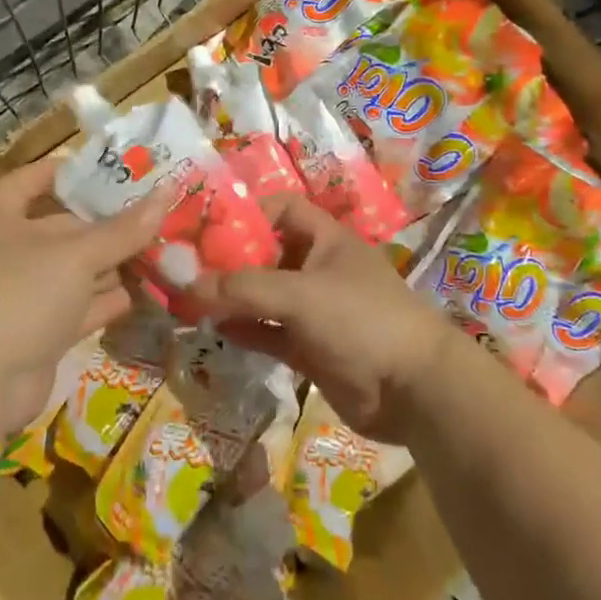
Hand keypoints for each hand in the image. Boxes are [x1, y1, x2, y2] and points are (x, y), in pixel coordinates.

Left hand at [0, 157, 168, 433]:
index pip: (31, 179)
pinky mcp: (43, 330)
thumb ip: (125, 228)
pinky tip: (147, 290)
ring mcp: (27, 293)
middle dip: (108, 222)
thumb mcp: (79, 253)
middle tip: (155, 210)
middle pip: (65, 226)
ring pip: (78, 269)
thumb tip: (168, 192)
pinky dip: (110, 298)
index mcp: (5, 216)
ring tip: (163, 246)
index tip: (104, 168)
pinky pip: (83, 305)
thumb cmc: (24, 292)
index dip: (64, 171)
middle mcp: (13, 250)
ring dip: (115, 262)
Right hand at [190, 195, 455, 442]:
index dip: (248, 213)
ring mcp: (315, 310)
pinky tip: (214, 329)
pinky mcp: (311, 348)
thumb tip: (188, 285)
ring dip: (233, 297)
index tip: (208, 227)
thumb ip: (244, 288)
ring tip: (191, 300)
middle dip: (230, 260)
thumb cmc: (361, 319)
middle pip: (267, 254)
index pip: (282, 209)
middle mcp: (319, 268)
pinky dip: (245, 329)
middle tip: (187, 268)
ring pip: (265, 295)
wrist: (413, 390)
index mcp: (327, 239)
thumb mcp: (301, 294)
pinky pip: (270, 331)